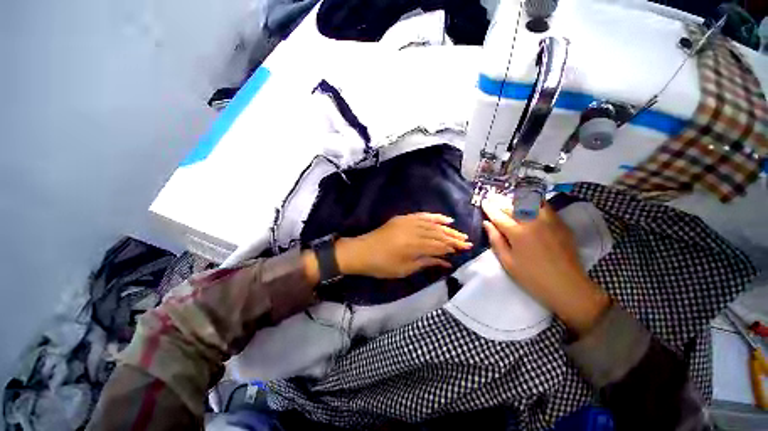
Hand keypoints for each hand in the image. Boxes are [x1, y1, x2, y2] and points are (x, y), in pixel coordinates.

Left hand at [335, 213, 471, 278]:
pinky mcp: (403, 218)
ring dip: (447, 228)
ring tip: (459, 232)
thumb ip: (427, 262)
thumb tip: (446, 262)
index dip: (454, 247)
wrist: (362, 251)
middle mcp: (414, 231)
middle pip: (438, 234)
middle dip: (454, 238)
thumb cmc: (383, 265)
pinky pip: (422, 215)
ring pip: (433, 224)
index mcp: (414, 246)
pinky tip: (444, 218)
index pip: (440, 245)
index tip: (466, 249)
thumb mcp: (406, 269)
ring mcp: (408, 222)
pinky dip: (434, 217)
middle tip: (467, 241)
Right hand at [482, 198, 609, 334]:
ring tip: (510, 199)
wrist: (567, 286)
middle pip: (513, 206)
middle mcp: (533, 222)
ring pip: (530, 202)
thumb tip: (487, 223)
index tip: (483, 202)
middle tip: (493, 197)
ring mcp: (549, 221)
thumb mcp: (507, 262)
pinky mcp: (561, 223)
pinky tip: (529, 204)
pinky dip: (533, 202)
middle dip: (500, 201)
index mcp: (518, 233)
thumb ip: (496, 240)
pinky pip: (545, 206)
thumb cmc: (532, 277)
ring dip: (517, 199)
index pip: (499, 215)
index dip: (489, 208)